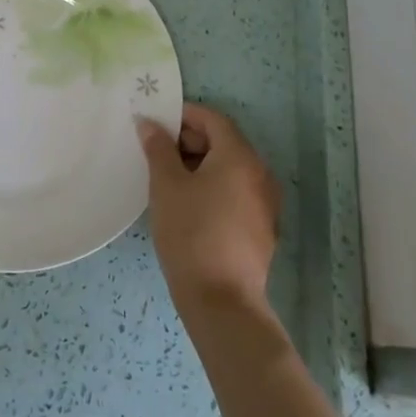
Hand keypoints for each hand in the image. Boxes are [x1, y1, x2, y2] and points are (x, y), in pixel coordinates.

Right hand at [137, 103, 279, 314]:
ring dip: (201, 164)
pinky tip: (189, 205)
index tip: (156, 122)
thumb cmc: (190, 233)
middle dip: (190, 140)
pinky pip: (236, 191)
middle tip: (157, 151)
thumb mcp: (166, 185)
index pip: (213, 119)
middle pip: (224, 142)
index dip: (184, 115)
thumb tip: (150, 124)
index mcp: (240, 157)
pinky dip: (214, 186)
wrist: (221, 300)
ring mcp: (265, 202)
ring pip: (230, 168)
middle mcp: (260, 173)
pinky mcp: (263, 227)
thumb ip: (158, 148)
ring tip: (168, 178)